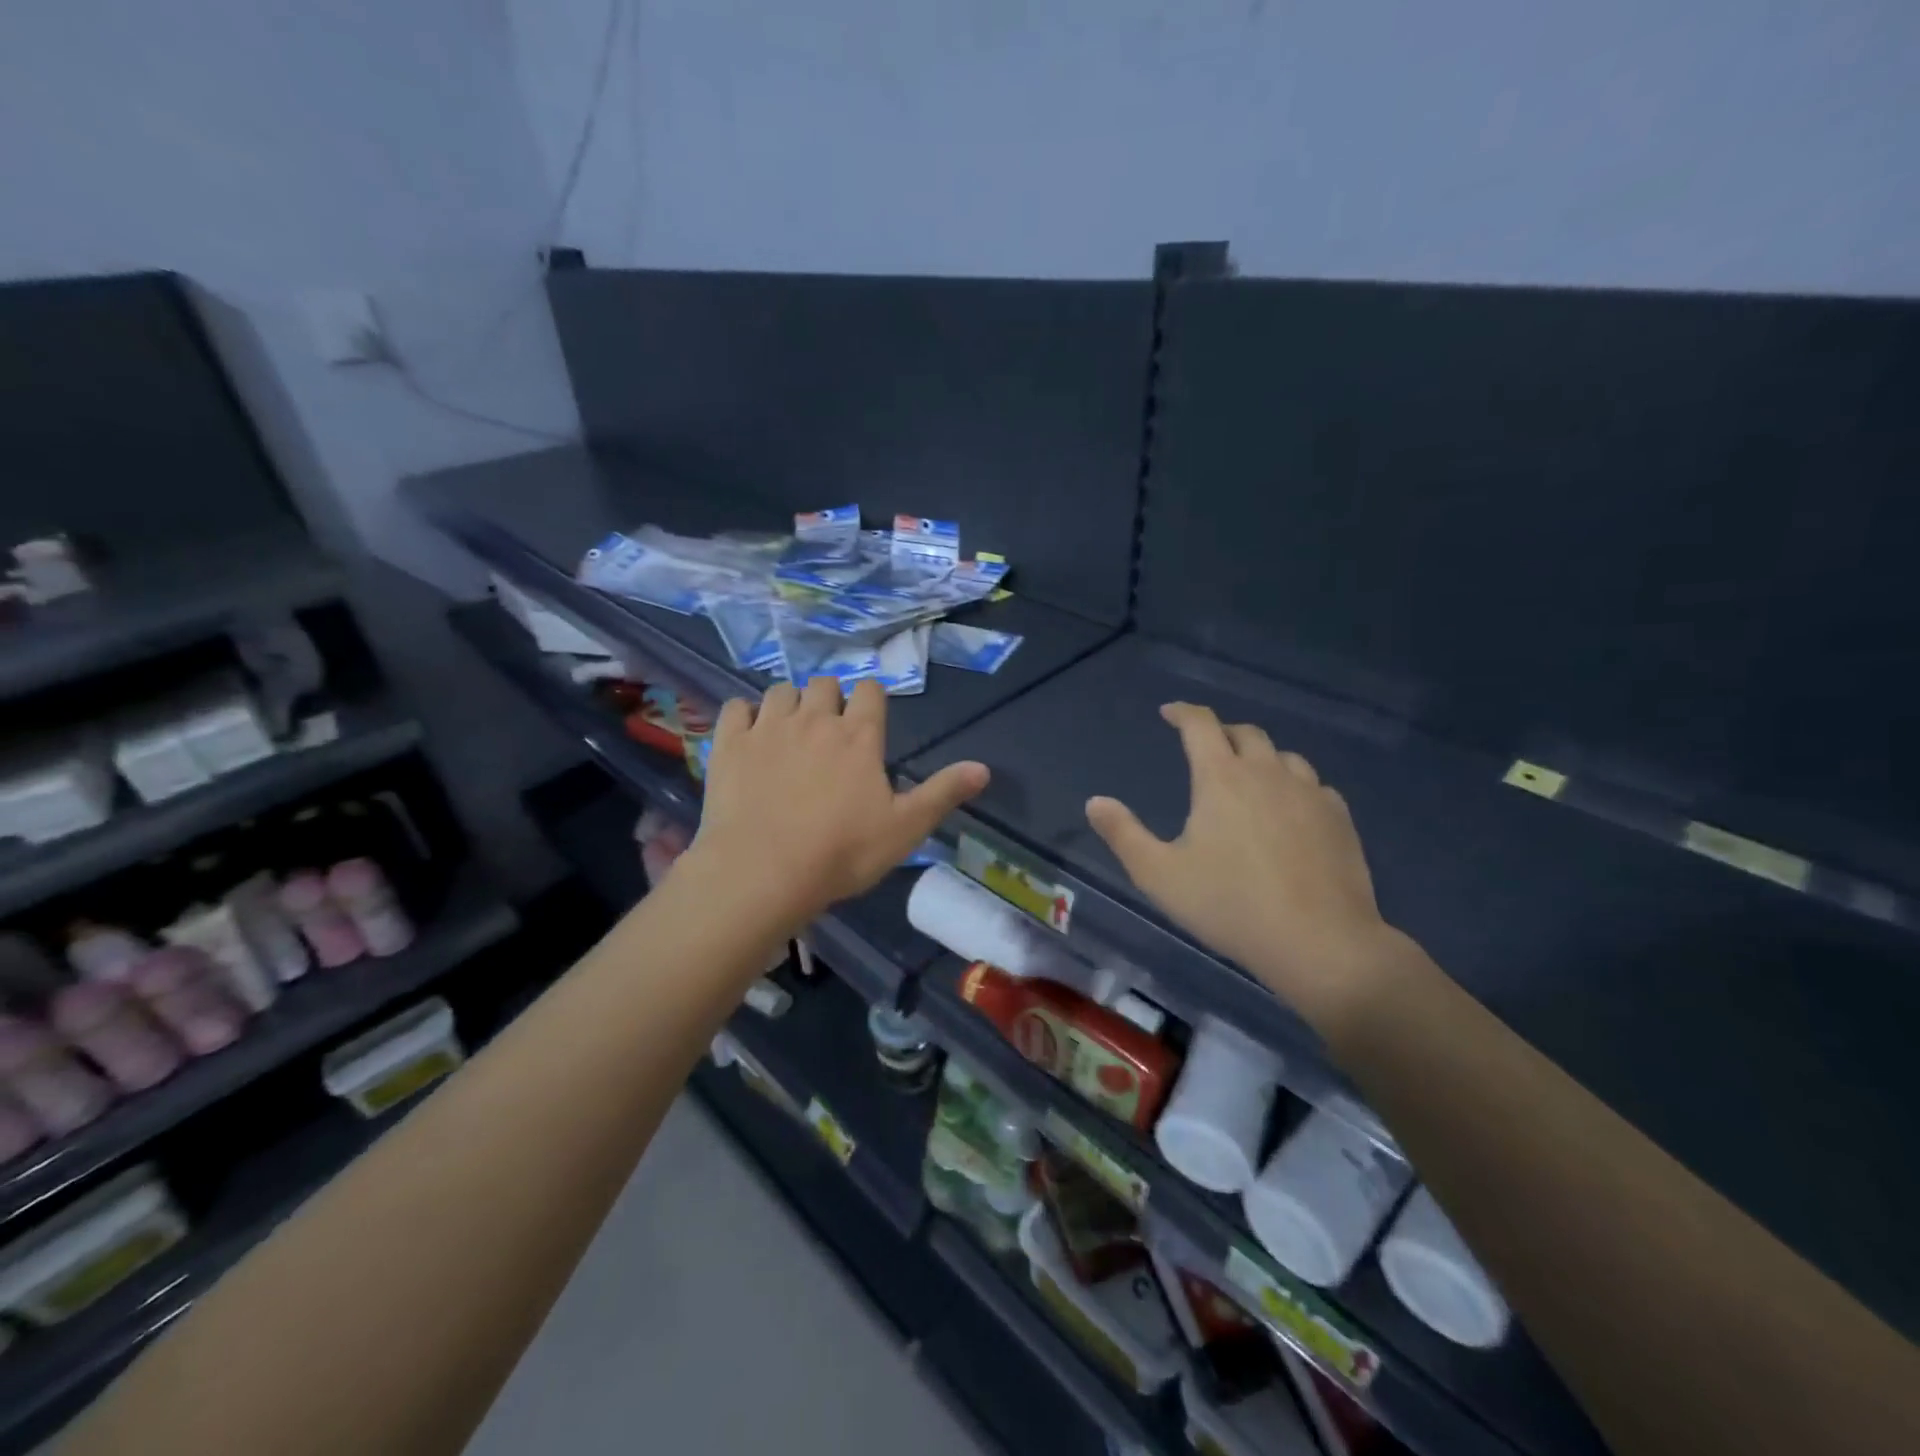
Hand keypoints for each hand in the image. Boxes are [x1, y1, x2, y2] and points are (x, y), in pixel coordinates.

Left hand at [689, 677, 989, 929]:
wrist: (763, 872)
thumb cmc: (842, 853)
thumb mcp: (905, 828)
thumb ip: (943, 793)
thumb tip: (984, 769)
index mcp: (859, 736)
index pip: (871, 691)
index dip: (871, 701)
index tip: (868, 722)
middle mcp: (815, 719)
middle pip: (825, 684)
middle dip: (830, 699)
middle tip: (829, 732)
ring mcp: (768, 728)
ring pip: (781, 691)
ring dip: (790, 703)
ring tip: (790, 732)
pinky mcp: (730, 743)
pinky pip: (735, 707)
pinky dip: (744, 715)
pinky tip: (749, 735)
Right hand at [1084, 702, 1396, 1031]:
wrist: (1319, 942)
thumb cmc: (1230, 905)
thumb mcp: (1159, 875)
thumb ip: (1123, 834)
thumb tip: (1095, 802)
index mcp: (1221, 778)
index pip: (1201, 725)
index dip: (1183, 712)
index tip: (1169, 713)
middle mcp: (1268, 773)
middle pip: (1246, 733)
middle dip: (1221, 732)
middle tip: (1206, 747)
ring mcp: (1310, 793)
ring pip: (1284, 756)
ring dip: (1261, 757)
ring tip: (1249, 778)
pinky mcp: (1340, 819)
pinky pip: (1314, 786)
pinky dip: (1294, 786)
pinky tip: (1290, 811)